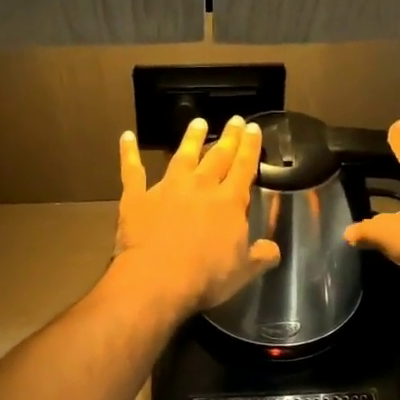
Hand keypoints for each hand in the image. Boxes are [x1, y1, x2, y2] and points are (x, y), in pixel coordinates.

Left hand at [113, 117, 281, 314]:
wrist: (158, 279)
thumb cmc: (206, 277)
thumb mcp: (244, 271)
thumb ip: (260, 256)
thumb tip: (273, 250)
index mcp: (229, 202)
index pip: (244, 167)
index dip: (250, 147)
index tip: (253, 128)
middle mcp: (200, 187)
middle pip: (217, 156)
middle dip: (228, 137)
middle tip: (234, 120)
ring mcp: (167, 189)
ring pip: (182, 156)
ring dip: (191, 139)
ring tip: (198, 122)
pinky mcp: (137, 198)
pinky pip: (132, 171)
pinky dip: (128, 153)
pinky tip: (126, 137)